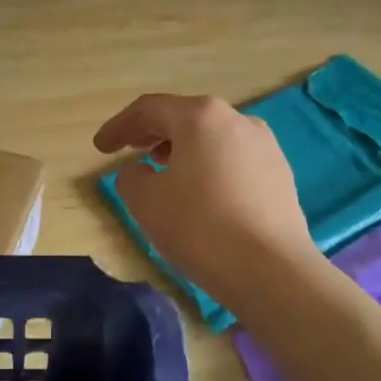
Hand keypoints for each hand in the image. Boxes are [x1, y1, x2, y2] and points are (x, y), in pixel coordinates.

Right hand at [94, 94, 315, 306]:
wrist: (272, 271)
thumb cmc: (200, 227)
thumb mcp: (145, 201)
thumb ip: (131, 176)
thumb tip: (141, 170)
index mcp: (201, 116)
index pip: (149, 109)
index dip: (119, 126)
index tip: (100, 147)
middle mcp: (237, 119)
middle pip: (184, 118)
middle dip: (151, 133)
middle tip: (128, 149)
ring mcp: (264, 146)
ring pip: (211, 138)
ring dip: (182, 149)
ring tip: (162, 170)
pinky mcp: (280, 174)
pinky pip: (232, 160)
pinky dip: (208, 167)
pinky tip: (200, 192)